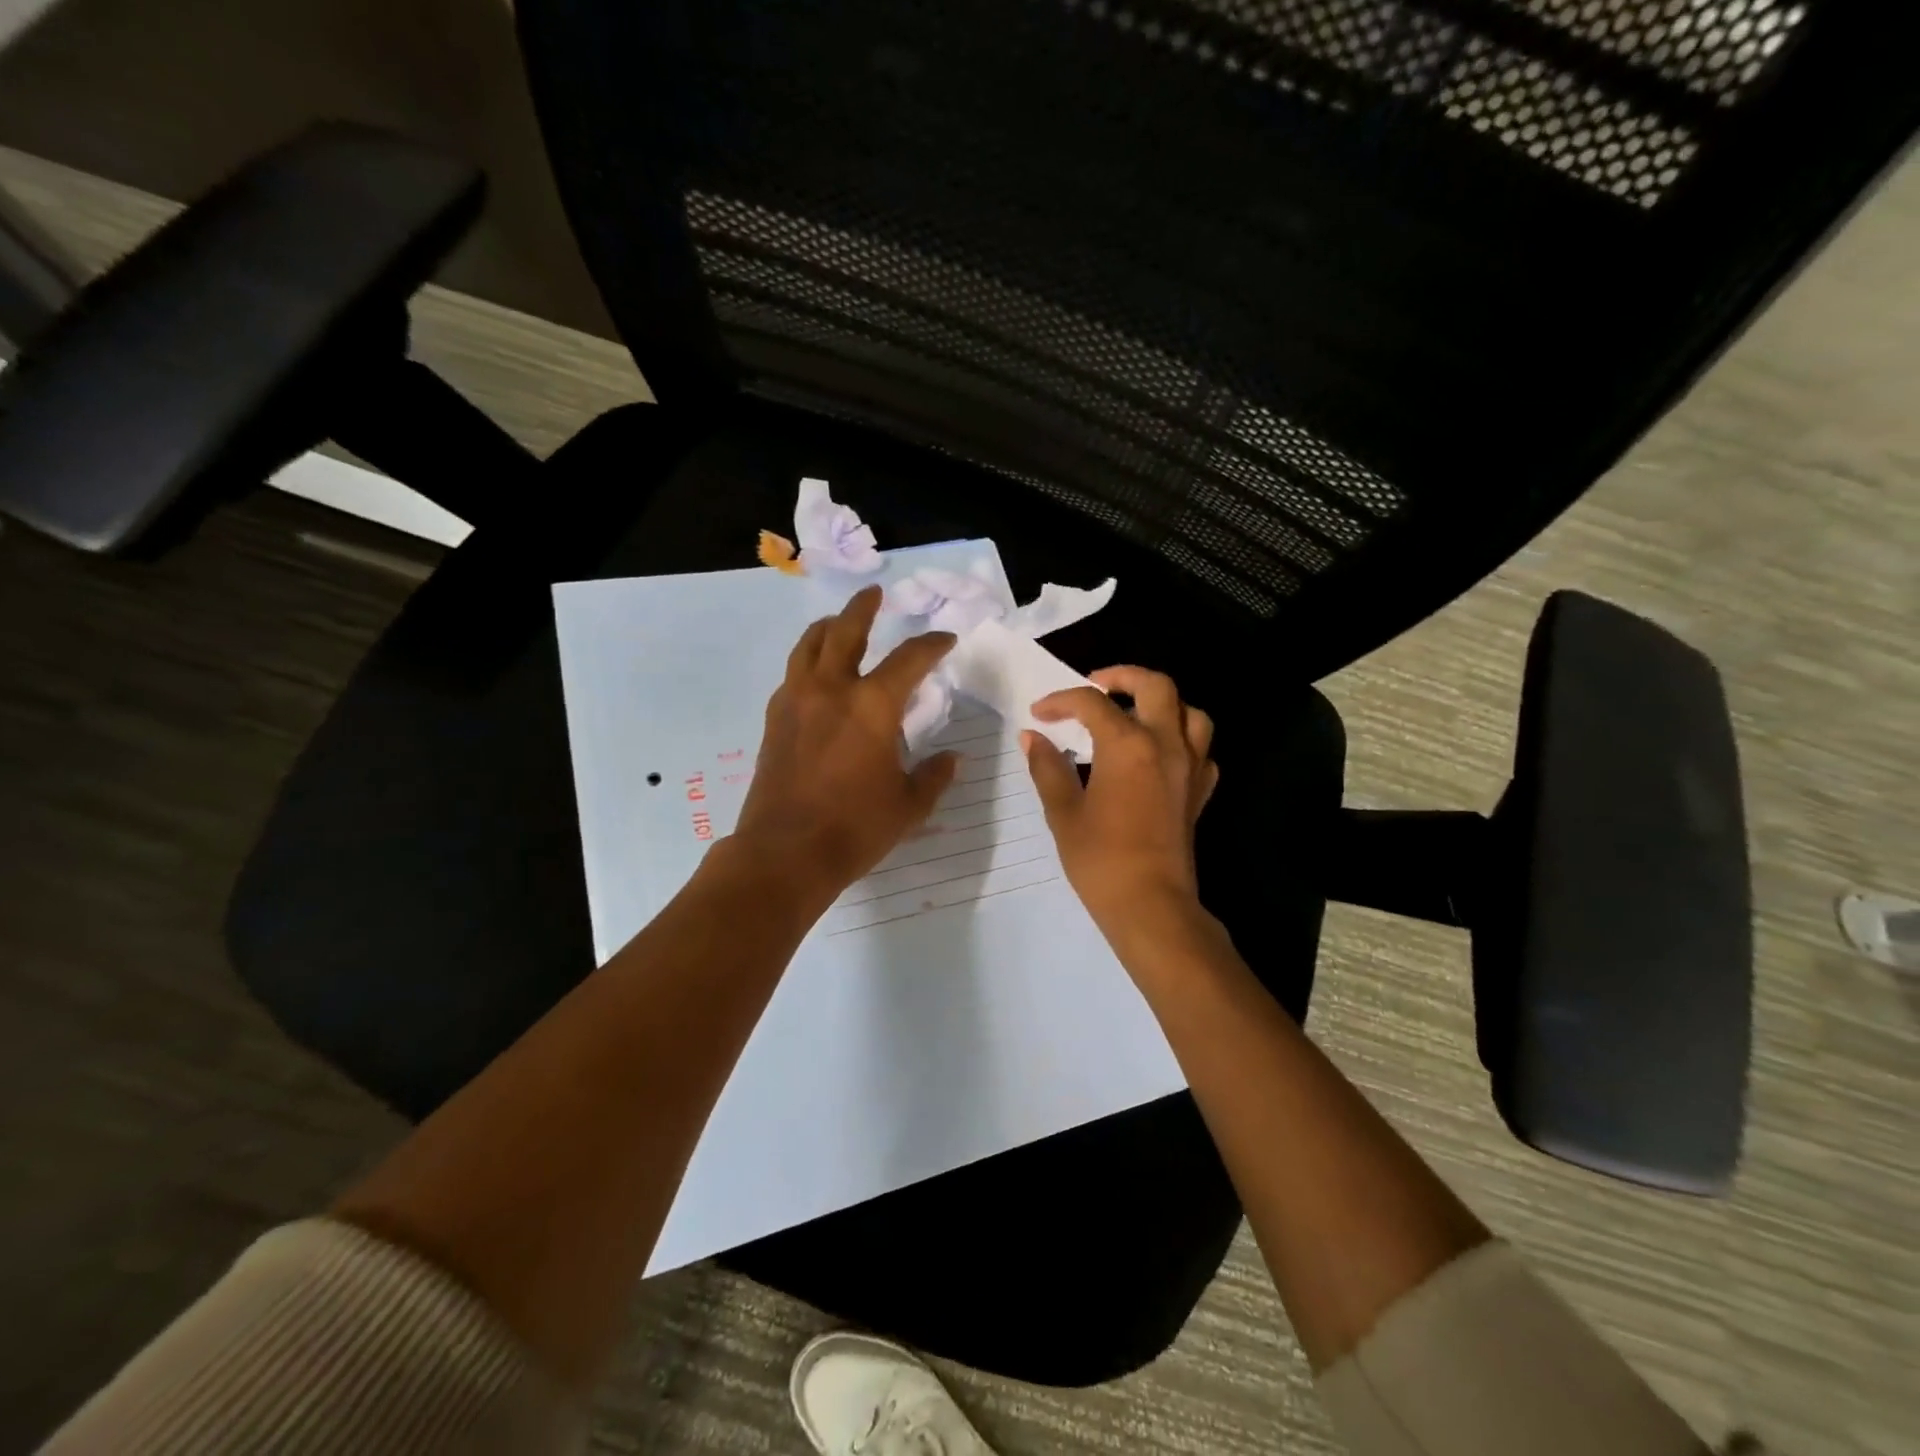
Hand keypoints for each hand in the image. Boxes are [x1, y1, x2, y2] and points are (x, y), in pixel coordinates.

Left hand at [732, 586, 958, 902]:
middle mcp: (832, 690)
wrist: (785, 853)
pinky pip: (793, 675)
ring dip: (828, 628)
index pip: (910, 658)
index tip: (945, 640)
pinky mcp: (775, 720)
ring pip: (809, 645)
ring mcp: (797, 701)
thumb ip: (934, 776)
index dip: (932, 644)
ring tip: (838, 623)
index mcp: (872, 705)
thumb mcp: (909, 805)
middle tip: (874, 594)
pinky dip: (808, 662)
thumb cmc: (856, 828)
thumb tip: (951, 759)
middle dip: (864, 608)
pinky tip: (816, 675)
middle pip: (846, 631)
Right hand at [1024, 666, 1219, 936]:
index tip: (1039, 714)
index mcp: (1128, 745)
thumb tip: (1032, 737)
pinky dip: (1182, 740)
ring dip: (1162, 704)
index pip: (1092, 703)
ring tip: (1134, 714)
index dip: (1062, 701)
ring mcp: (1190, 767)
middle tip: (1095, 687)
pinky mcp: (1200, 791)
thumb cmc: (1100, 860)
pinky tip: (1159, 755)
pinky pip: (1201, 749)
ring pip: (1190, 712)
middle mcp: (1166, 744)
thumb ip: (1048, 767)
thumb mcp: (1063, 812)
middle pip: (1155, 686)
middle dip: (1123, 677)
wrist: (1151, 905)